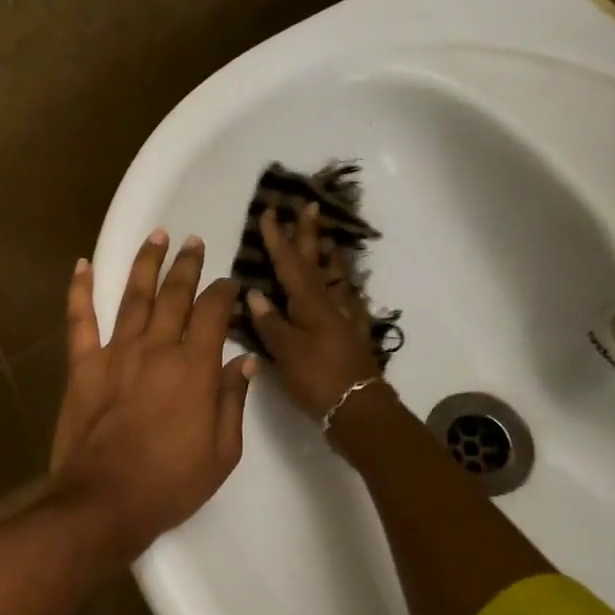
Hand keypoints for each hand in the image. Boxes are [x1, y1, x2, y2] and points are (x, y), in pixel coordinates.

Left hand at [50, 230, 256, 554]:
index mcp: (194, 368)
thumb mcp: (223, 452)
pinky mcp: (83, 366)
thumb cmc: (171, 483)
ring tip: (157, 235)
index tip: (231, 283)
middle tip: (194, 242)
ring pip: (133, 296)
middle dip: (187, 265)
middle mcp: (156, 348)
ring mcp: (116, 353)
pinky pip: (80, 320)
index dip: (224, 292)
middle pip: (175, 294)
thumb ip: (232, 400)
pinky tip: (81, 265)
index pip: (213, 313)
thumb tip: (244, 360)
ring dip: (146, 263)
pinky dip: (79, 290)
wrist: (105, 502)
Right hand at [246, 202, 384, 421]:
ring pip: (334, 278)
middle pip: (316, 261)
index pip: (289, 263)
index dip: (277, 238)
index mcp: (309, 303)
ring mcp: (344, 318)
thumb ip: (270, 322)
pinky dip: (342, 287)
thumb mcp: (286, 352)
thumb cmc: (317, 378)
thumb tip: (255, 292)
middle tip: (309, 206)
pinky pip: (345, 299)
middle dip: (308, 233)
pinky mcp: (351, 334)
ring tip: (325, 237)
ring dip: (328, 255)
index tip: (269, 212)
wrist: (360, 408)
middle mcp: (328, 303)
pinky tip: (343, 288)